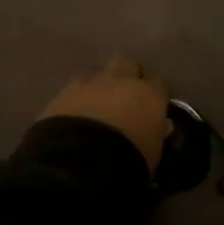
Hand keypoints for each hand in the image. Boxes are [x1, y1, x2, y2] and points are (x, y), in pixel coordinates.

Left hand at [40, 55, 171, 172]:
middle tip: (123, 96)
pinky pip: (72, 89)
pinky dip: (75, 99)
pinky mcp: (62, 93)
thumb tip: (161, 125)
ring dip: (97, 85)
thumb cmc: (129, 159)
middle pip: (126, 64)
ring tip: (95, 104)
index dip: (154, 93)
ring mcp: (89, 83)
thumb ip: (156, 133)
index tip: (151, 106)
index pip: (158, 83)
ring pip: (96, 72)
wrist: (82, 160)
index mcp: (149, 93)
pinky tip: (73, 114)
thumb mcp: (153, 153)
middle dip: (125, 76)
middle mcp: (121, 80)